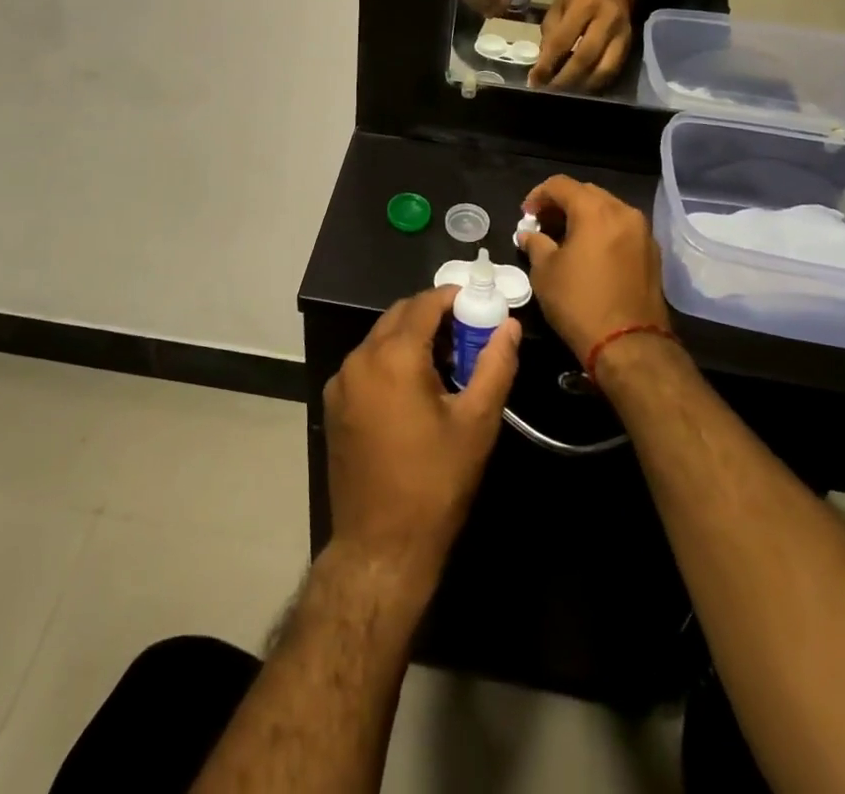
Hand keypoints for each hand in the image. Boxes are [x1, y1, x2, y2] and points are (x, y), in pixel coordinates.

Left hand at [323, 287, 521, 591]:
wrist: (381, 546)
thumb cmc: (435, 482)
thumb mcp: (476, 422)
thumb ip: (495, 365)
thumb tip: (510, 326)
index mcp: (393, 356)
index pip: (424, 304)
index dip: (453, 298)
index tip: (478, 305)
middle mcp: (359, 359)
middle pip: (399, 316)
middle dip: (433, 316)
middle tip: (467, 334)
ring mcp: (341, 382)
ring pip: (380, 339)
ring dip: (411, 338)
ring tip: (446, 363)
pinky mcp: (334, 404)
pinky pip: (366, 364)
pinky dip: (390, 360)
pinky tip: (414, 389)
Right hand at [518, 176, 670, 364]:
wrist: (629, 345)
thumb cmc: (580, 303)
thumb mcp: (545, 272)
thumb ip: (536, 244)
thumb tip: (529, 235)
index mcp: (595, 211)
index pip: (561, 185)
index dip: (538, 195)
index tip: (526, 215)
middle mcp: (624, 212)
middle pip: (587, 193)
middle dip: (562, 203)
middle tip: (543, 224)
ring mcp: (643, 232)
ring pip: (608, 209)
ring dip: (584, 216)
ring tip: (565, 238)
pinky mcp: (652, 253)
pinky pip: (622, 229)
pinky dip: (603, 231)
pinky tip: (590, 252)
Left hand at [530, 0, 632, 90]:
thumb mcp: (559, 5)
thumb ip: (550, 33)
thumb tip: (543, 65)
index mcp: (584, 6)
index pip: (562, 41)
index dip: (547, 65)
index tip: (534, 81)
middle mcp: (606, 21)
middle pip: (585, 59)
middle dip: (565, 80)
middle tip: (549, 92)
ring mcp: (622, 35)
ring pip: (603, 70)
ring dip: (582, 86)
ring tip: (565, 93)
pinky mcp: (629, 46)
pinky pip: (613, 71)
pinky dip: (596, 84)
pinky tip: (582, 89)